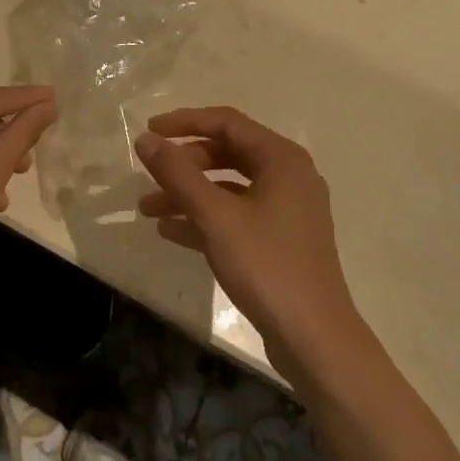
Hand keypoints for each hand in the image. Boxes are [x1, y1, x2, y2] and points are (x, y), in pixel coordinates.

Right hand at [134, 106, 364, 376]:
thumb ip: (177, 174)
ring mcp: (287, 210)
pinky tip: (170, 231)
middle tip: (149, 176)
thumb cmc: (266, 265)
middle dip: (184, 164)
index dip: (185, 122)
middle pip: (227, 153)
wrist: (314, 338)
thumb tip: (145, 139)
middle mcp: (288, 176)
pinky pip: (237, 215)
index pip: (227, 122)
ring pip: (229, 187)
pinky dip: (205, 218)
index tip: (149, 130)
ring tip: (148, 209)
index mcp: (281, 158)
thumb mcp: (215, 216)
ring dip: (189, 194)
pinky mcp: (280, 240)